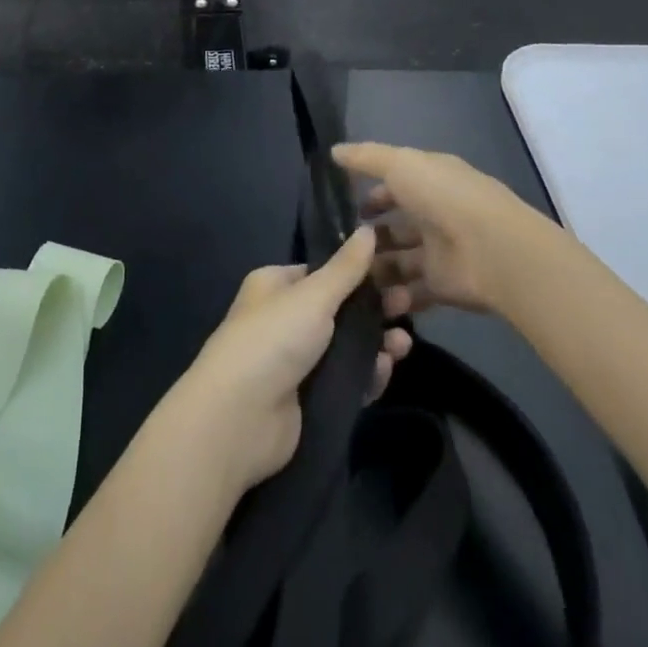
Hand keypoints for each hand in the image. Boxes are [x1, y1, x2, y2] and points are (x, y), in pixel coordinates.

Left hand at [164, 227, 411, 495]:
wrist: (240, 417)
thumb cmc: (273, 339)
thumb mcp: (313, 295)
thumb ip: (346, 268)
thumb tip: (368, 228)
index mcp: (276, 286)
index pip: (322, 272)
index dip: (357, 272)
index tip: (394, 272)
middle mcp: (284, 319)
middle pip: (339, 309)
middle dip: (374, 308)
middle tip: (408, 306)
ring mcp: (296, 362)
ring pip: (347, 346)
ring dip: (377, 342)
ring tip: (403, 344)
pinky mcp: (309, 400)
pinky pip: (347, 381)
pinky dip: (368, 375)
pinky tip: (387, 369)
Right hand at [334, 142, 539, 314]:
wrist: (492, 250)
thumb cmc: (443, 197)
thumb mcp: (400, 164)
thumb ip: (366, 158)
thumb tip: (334, 150)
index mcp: (430, 181)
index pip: (396, 186)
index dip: (372, 196)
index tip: (346, 208)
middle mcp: (436, 214)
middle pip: (396, 226)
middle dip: (370, 237)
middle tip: (340, 249)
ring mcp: (440, 252)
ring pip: (400, 260)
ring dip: (376, 268)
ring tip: (348, 277)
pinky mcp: (443, 286)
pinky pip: (412, 292)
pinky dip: (393, 296)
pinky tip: (368, 299)